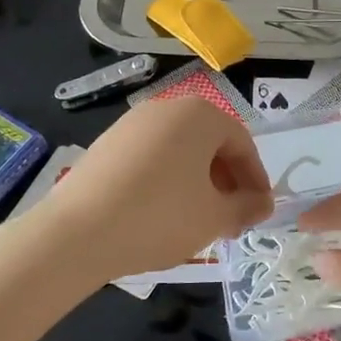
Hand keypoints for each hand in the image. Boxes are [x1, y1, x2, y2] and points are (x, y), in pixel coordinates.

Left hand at [37, 98, 271, 284]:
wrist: (76, 233)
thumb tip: (263, 204)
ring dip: (198, 181)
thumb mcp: (214, 217)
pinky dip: (167, 179)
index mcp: (200, 115)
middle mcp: (168, 107)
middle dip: (227, 181)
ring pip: (181, 150)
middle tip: (231, 219)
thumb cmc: (159, 217)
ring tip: (198, 219)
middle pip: (211, 143)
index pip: (242, 144)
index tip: (258, 210)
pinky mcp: (107, 142)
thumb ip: (246, 207)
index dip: (256, 179)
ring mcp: (133, 122)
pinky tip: (161, 212)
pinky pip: (152, 156)